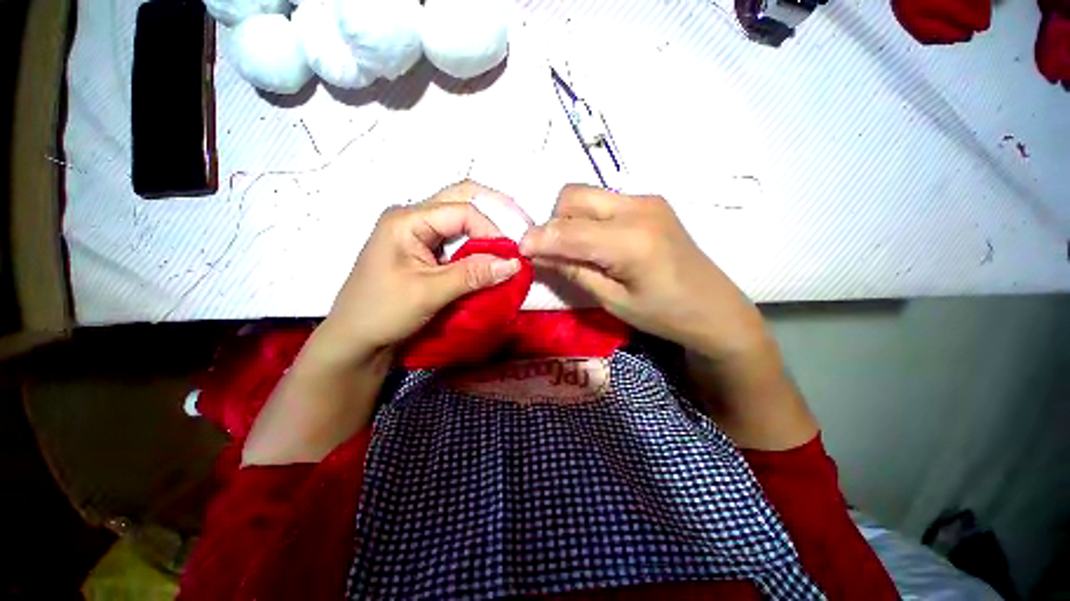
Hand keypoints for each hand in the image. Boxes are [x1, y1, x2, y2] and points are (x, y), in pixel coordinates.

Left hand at [312, 181, 525, 366]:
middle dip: (493, 215)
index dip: (492, 230)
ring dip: (486, 232)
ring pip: (460, 220)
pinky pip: (456, 240)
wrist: (356, 340)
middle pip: (461, 201)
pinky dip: (476, 247)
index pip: (463, 210)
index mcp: (407, 219)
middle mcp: (412, 218)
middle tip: (518, 234)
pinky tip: (489, 258)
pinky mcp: (423, 251)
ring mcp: (417, 234)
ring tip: (508, 248)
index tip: (512, 256)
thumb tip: (515, 263)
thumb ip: (473, 274)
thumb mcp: (430, 292)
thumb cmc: (383, 312)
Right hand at [521, 184, 816, 449]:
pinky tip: (599, 243)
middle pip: (573, 195)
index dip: (538, 238)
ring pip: (588, 194)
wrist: (715, 309)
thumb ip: (573, 270)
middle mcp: (639, 208)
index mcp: (631, 240)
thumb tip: (538, 253)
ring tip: (577, 249)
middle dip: (554, 222)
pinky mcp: (651, 203)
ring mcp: (647, 200)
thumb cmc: (664, 315)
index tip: (519, 251)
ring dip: (570, 219)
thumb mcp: (612, 300)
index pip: (568, 229)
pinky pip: (605, 201)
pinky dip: (589, 218)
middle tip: (556, 253)